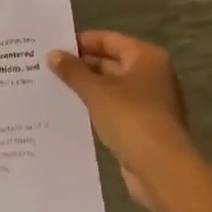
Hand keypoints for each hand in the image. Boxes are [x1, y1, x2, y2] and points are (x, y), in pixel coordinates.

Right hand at [47, 32, 195, 211]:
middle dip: (82, 66)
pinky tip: (73, 110)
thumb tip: (52, 54)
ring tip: (55, 87)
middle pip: (111, 62)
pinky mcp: (145, 127)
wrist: (163, 171)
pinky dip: (97, 108)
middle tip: (49, 68)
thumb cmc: (131, 119)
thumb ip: (73, 71)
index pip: (108, 39)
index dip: (81, 42)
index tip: (53, 47)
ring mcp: (150, 102)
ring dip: (88, 88)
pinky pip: (116, 109)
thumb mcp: (96, 91)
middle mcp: (152, 75)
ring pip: (112, 87)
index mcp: (146, 57)